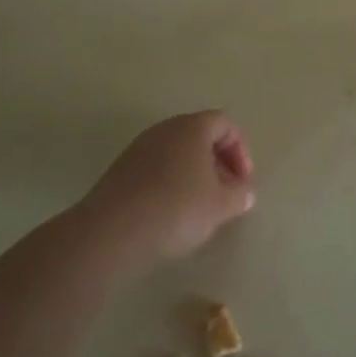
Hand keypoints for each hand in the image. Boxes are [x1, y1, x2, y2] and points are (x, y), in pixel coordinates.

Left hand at [80, 111, 255, 269]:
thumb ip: (239, 195)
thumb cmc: (177, 208)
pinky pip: (154, 170)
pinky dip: (168, 185)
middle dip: (217, 163)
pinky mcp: (118, 172)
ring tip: (199, 207)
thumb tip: (244, 192)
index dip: (240, 151)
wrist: (111, 232)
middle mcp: (164, 130)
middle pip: (199, 136)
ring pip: (175, 154)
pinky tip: (170, 214)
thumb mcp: (221, 205)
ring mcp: (137, 149)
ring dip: (192, 175)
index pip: (225, 124)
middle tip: (225, 192)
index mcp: (192, 127)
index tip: (243, 181)